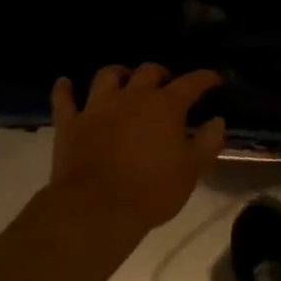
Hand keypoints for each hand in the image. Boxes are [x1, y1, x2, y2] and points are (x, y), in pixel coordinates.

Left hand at [46, 64, 225, 232]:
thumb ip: (208, 142)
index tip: (214, 79)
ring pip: (107, 76)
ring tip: (124, 80)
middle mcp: (132, 97)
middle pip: (148, 71)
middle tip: (167, 84)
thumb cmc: (152, 190)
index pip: (191, 83)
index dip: (205, 78)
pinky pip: (64, 99)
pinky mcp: (70, 124)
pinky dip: (65, 89)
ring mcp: (97, 108)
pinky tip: (65, 84)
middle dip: (161, 74)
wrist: (96, 209)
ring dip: (118, 74)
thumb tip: (217, 121)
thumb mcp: (192, 170)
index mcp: (165, 106)